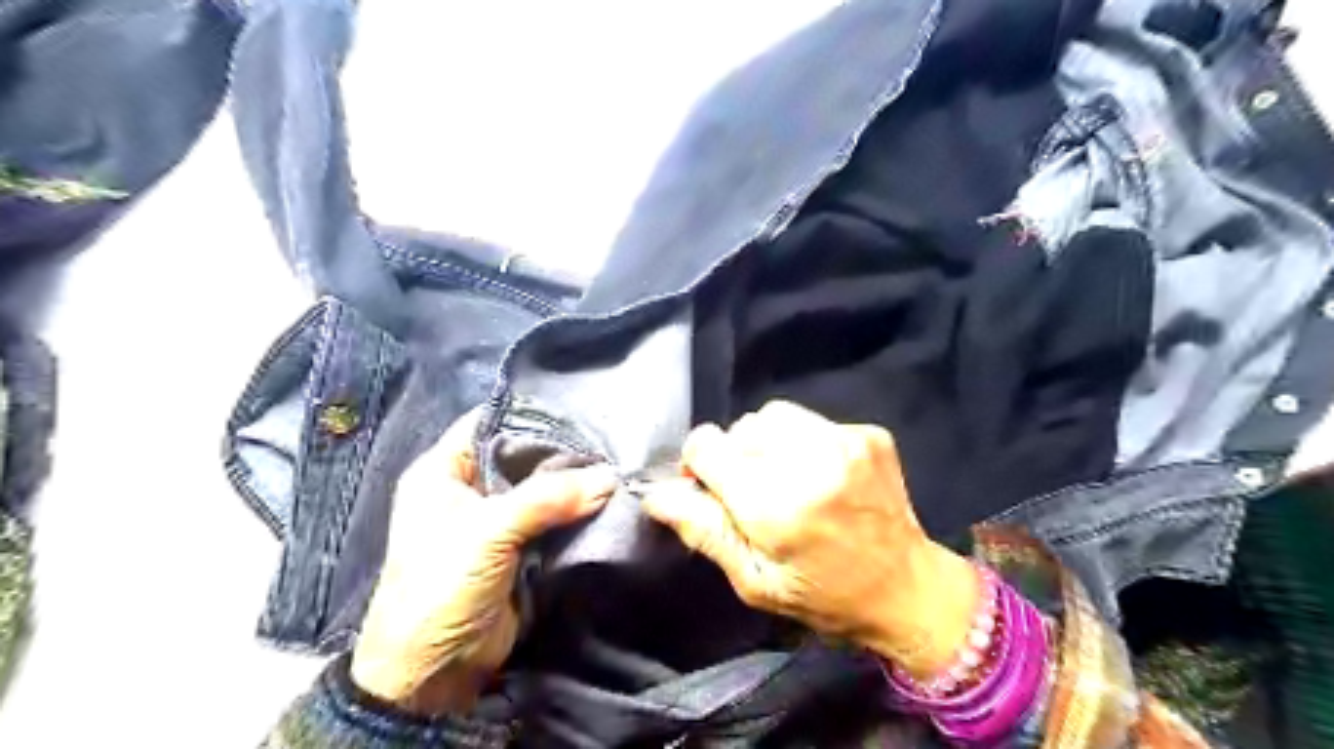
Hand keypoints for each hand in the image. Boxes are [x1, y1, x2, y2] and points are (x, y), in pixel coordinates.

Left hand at [348, 416, 621, 712]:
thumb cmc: (441, 586)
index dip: (530, 415)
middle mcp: (469, 489)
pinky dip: (575, 512)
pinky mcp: (518, 548)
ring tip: (615, 468)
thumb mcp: (489, 532)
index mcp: (444, 471)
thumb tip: (609, 477)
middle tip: (607, 443)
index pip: (489, 423)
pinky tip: (606, 499)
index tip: (578, 413)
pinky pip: (552, 519)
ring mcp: (496, 520)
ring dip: (573, 484)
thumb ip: (548, 498)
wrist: (434, 672)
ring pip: (541, 488)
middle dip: (561, 452)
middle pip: (521, 456)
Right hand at [641, 401, 975, 675]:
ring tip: (785, 478)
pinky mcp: (870, 433)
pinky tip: (819, 475)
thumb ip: (703, 530)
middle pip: (740, 427)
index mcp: (775, 505)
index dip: (699, 465)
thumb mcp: (753, 580)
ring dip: (766, 442)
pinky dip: (802, 442)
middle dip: (736, 456)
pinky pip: (811, 421)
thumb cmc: (823, 597)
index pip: (706, 445)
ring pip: (773, 415)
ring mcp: (846, 441)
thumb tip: (655, 493)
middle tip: (755, 494)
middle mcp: (810, 461)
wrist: (909, 589)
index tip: (712, 489)